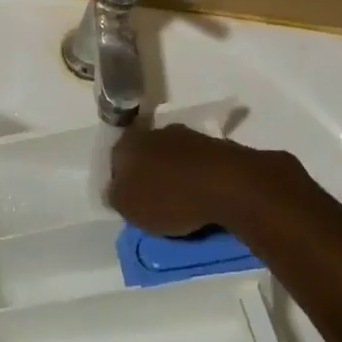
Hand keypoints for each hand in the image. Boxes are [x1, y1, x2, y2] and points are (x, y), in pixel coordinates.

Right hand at [108, 124, 273, 236]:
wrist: (227, 184)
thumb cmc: (169, 197)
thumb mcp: (130, 208)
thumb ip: (116, 197)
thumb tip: (115, 191)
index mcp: (127, 144)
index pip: (115, 162)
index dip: (120, 183)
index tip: (130, 204)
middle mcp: (152, 132)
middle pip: (144, 156)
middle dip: (148, 176)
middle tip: (154, 204)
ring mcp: (184, 136)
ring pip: (171, 158)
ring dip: (173, 175)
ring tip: (182, 204)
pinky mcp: (213, 145)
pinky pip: (196, 164)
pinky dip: (196, 179)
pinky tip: (202, 198)